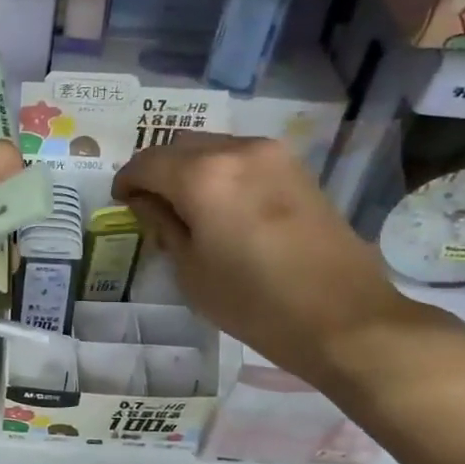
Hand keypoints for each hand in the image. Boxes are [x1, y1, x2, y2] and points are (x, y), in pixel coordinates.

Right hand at [112, 135, 449, 388]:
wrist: (343, 317)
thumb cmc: (253, 302)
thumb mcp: (190, 270)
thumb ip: (162, 224)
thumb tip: (145, 201)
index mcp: (202, 175)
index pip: (146, 163)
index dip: (126, 182)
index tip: (121, 203)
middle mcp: (236, 150)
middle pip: (179, 146)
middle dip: (157, 170)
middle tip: (150, 204)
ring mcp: (272, 155)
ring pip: (212, 147)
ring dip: (190, 168)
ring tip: (186, 206)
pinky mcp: (296, 169)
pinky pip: (242, 157)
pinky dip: (221, 171)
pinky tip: (222, 205)